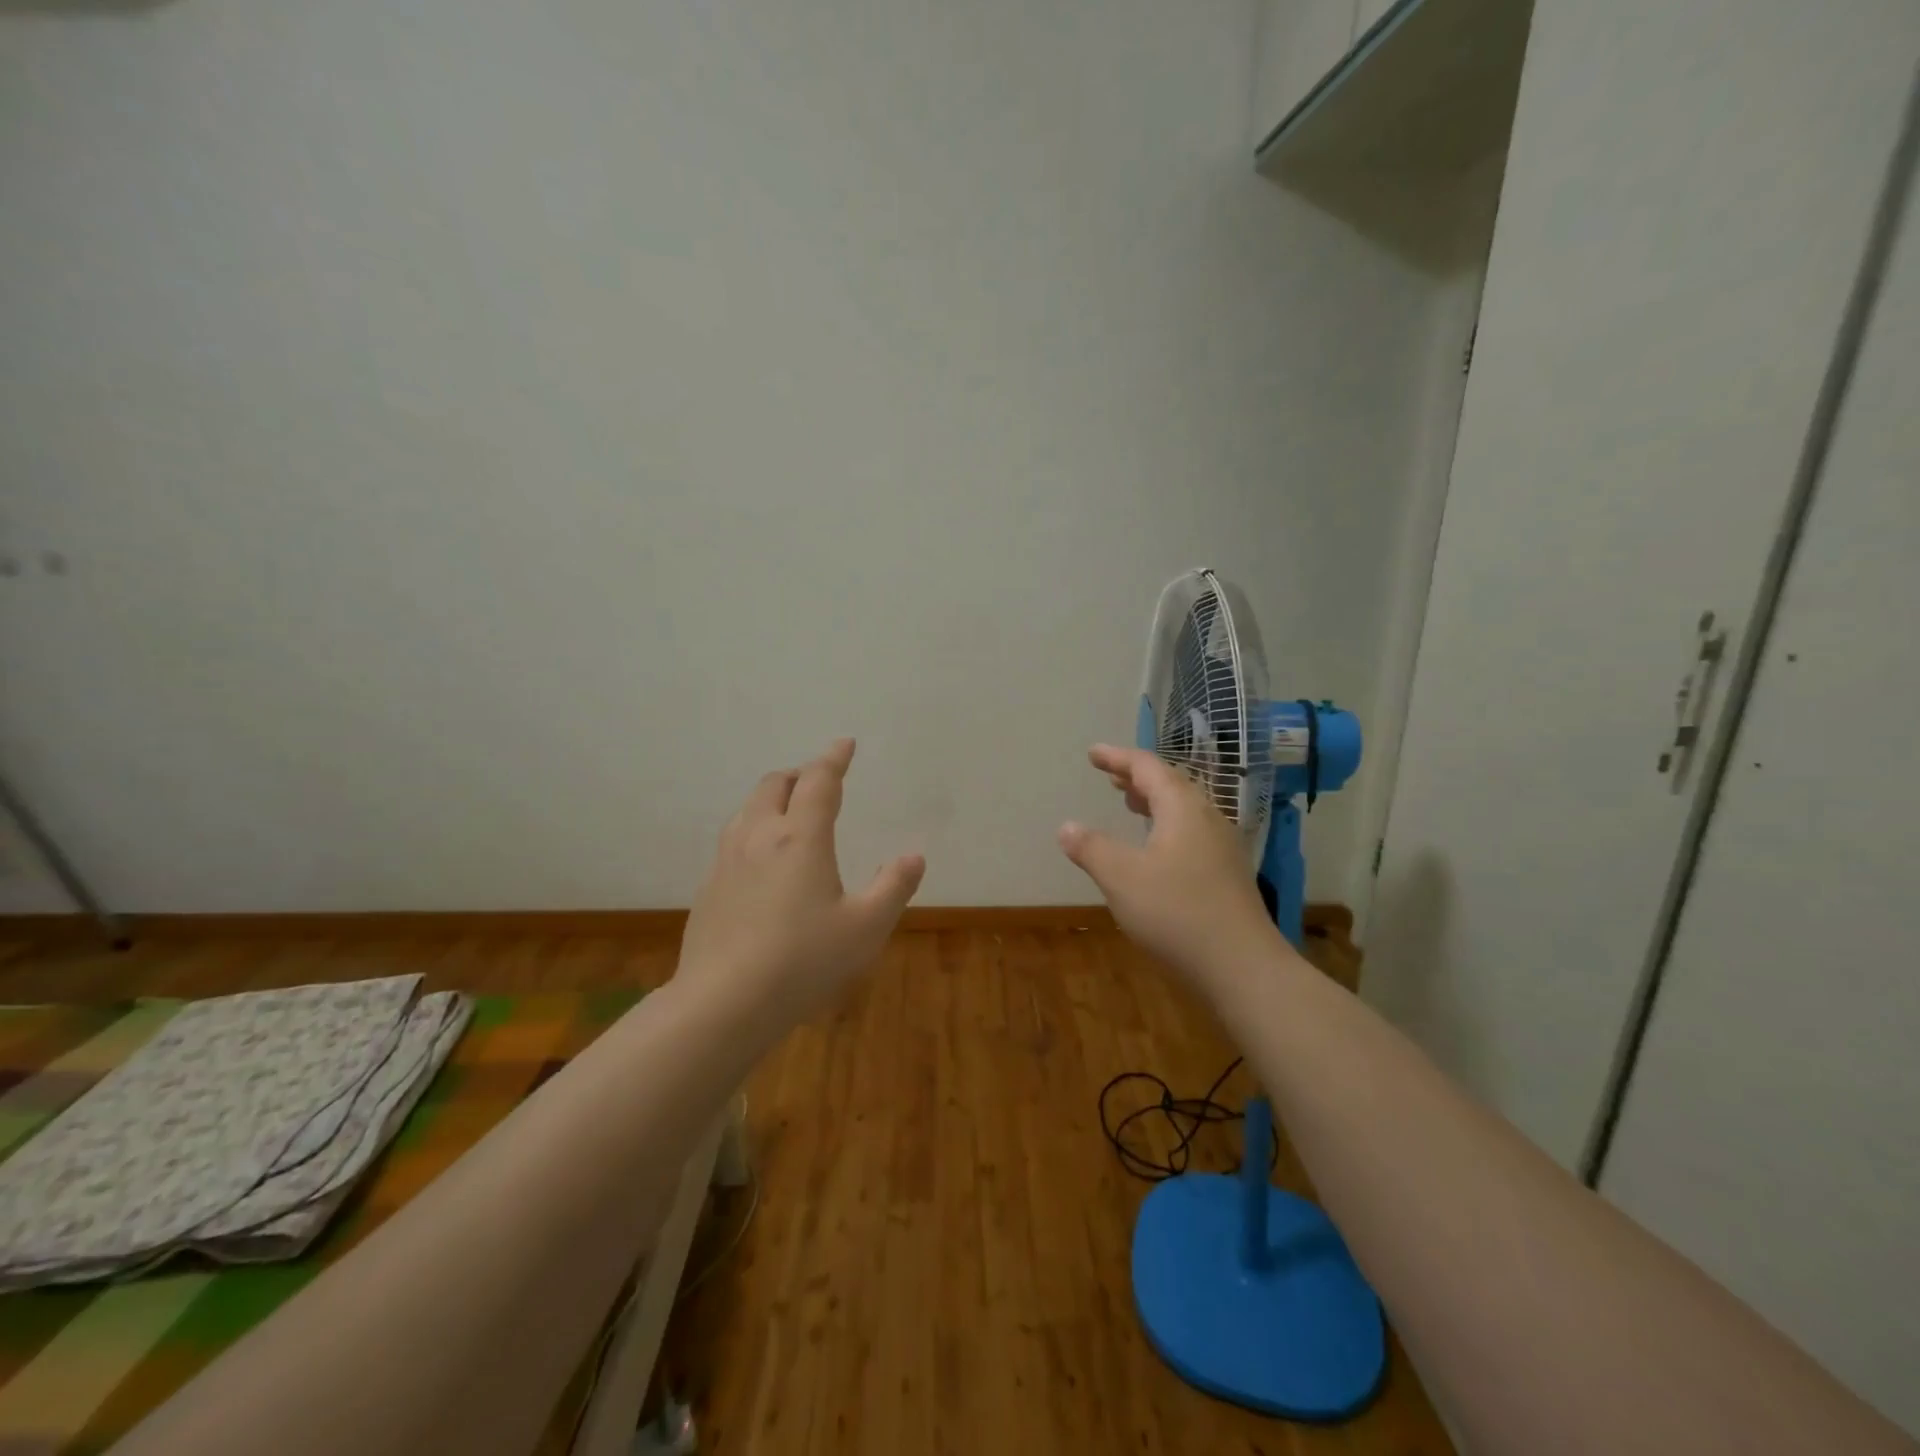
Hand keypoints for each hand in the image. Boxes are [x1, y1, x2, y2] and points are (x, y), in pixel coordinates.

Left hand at [676, 738, 925, 1038]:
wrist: (723, 1003)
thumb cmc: (803, 961)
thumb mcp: (866, 928)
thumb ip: (893, 887)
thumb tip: (914, 856)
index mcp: (800, 837)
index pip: (819, 781)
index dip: (834, 758)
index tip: (844, 743)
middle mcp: (759, 836)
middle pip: (774, 784)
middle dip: (799, 774)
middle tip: (818, 781)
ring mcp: (727, 860)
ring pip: (747, 809)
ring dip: (771, 799)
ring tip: (789, 813)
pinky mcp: (708, 887)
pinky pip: (733, 840)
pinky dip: (753, 831)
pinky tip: (761, 862)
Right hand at [1058, 744, 1283, 990]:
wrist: (1243, 968)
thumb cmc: (1177, 914)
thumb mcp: (1121, 878)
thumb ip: (1091, 848)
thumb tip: (1066, 826)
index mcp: (1183, 809)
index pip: (1148, 768)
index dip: (1118, 758)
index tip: (1093, 753)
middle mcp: (1208, 819)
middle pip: (1171, 784)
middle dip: (1138, 778)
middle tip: (1110, 777)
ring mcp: (1223, 847)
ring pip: (1184, 810)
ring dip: (1154, 801)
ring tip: (1130, 804)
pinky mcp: (1228, 875)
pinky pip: (1192, 832)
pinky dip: (1167, 826)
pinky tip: (1157, 850)